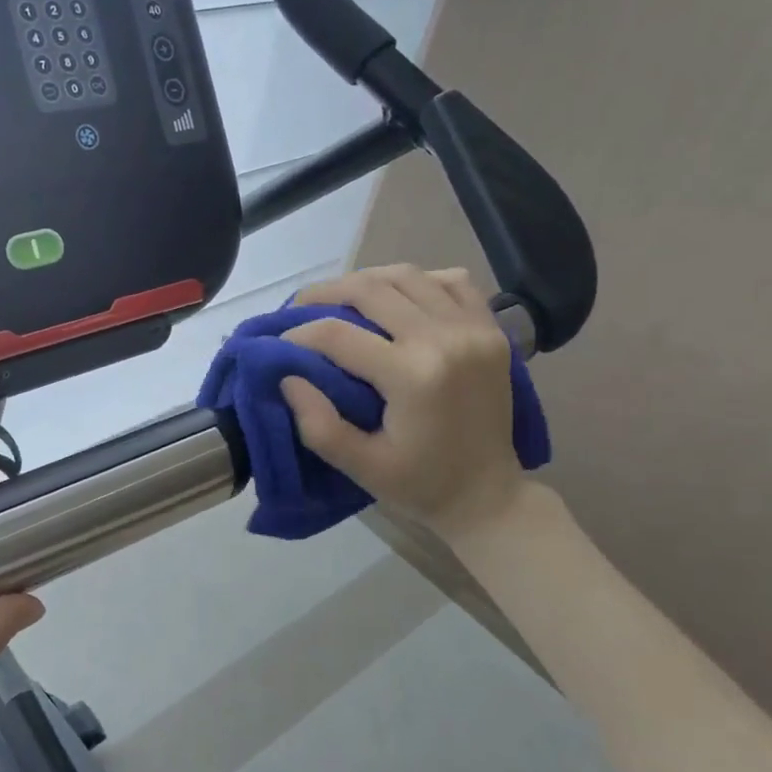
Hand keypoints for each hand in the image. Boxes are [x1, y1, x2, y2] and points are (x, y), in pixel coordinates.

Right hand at [279, 265, 525, 537]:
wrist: (489, 495)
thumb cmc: (420, 485)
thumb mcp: (360, 466)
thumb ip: (318, 424)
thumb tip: (288, 378)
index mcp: (413, 376)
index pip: (338, 335)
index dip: (299, 334)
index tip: (279, 343)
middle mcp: (445, 340)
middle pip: (370, 290)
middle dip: (325, 294)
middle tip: (299, 308)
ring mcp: (474, 329)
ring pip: (408, 275)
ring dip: (366, 280)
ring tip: (340, 297)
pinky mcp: (491, 329)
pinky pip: (452, 281)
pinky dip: (418, 280)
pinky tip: (397, 298)